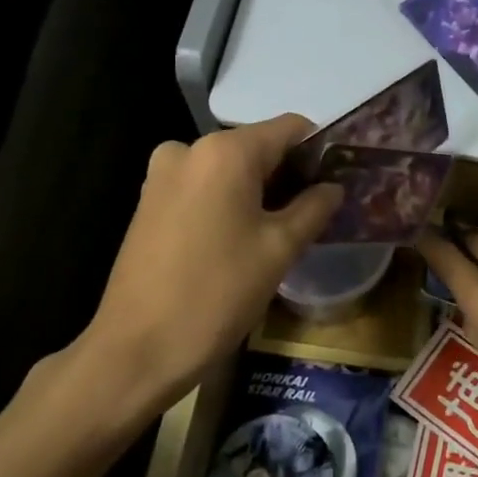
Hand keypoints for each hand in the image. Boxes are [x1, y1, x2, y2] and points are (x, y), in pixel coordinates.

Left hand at [77, 115, 341, 419]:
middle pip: (257, 147)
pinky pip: (202, 188)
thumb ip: (313, 208)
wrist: (138, 348)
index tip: (339, 181)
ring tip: (281, 232)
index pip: (290, 128)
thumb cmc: (218, 293)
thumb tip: (333, 187)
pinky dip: (228, 202)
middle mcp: (189, 149)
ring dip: (258, 191)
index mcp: (225, 151)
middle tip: (316, 213)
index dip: (320, 149)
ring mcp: (162, 175)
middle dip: (289, 174)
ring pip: (228, 170)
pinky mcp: (148, 202)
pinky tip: (241, 239)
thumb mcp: (279, 250)